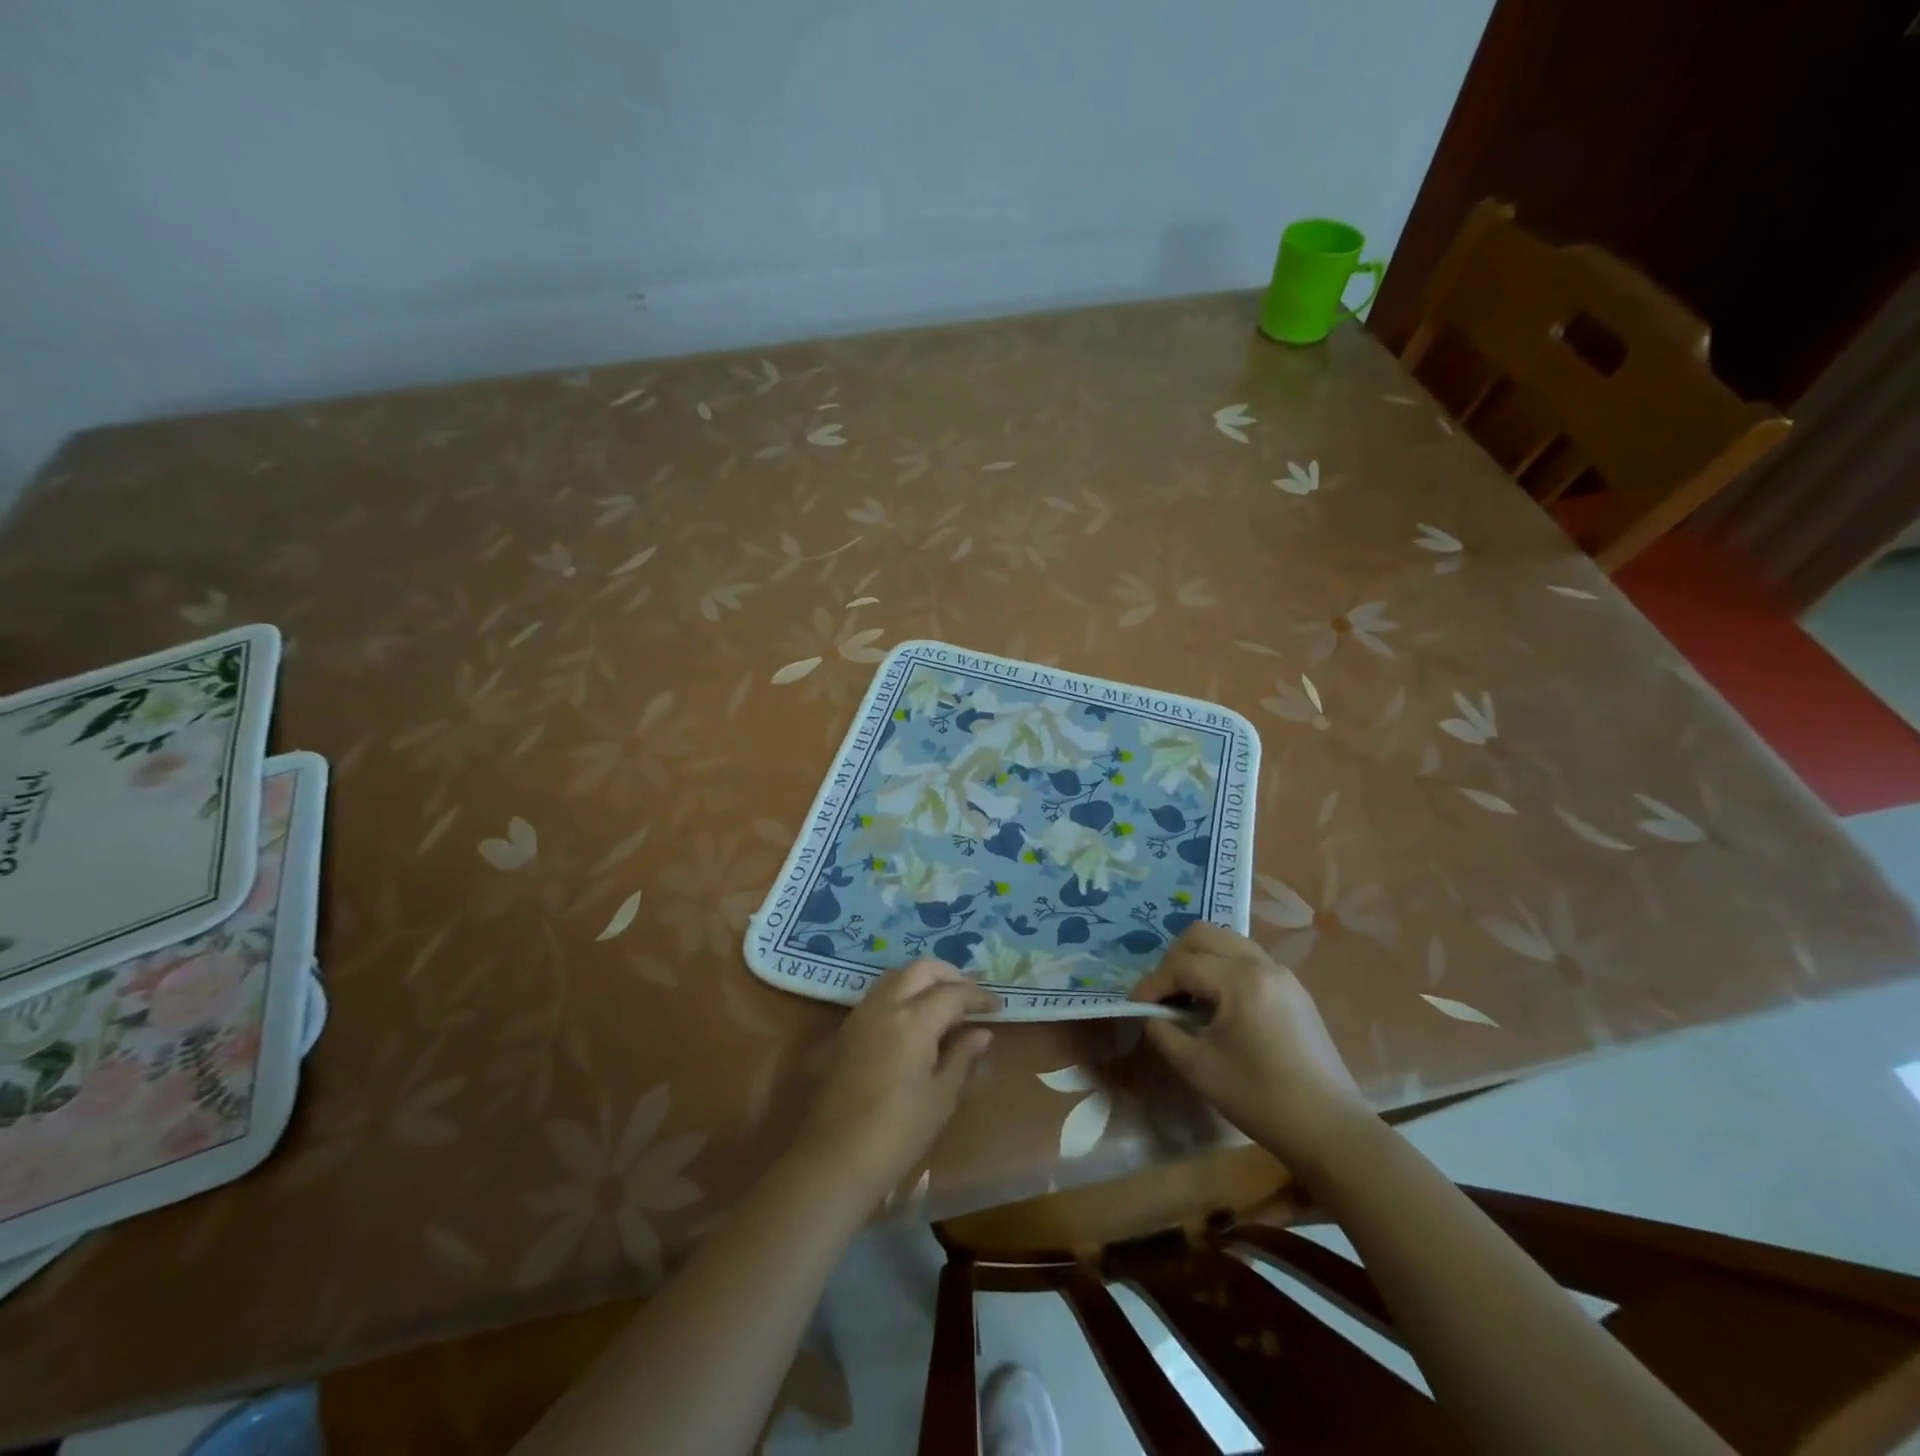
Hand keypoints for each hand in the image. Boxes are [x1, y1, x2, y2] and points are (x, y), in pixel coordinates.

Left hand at [791, 959, 997, 1204]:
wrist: (835, 1159)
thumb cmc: (898, 1133)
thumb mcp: (940, 1097)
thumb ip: (962, 1057)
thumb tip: (982, 1032)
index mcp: (914, 1020)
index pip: (954, 993)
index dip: (979, 996)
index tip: (997, 1006)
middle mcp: (886, 1005)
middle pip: (922, 969)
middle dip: (950, 975)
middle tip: (970, 996)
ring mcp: (862, 1013)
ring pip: (897, 975)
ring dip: (923, 979)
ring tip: (944, 1001)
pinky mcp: (847, 1028)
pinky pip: (879, 993)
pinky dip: (902, 992)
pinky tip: (914, 1017)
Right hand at [1130, 922, 1374, 1170]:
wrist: (1330, 1129)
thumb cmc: (1259, 1098)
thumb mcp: (1197, 1067)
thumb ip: (1163, 1032)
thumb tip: (1150, 1014)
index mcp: (1239, 980)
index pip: (1182, 965)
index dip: (1152, 983)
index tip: (1135, 1005)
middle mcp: (1261, 964)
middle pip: (1204, 934)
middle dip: (1174, 959)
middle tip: (1162, 993)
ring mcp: (1282, 974)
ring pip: (1227, 941)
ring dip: (1199, 959)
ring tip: (1187, 996)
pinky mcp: (1293, 990)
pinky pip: (1247, 959)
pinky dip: (1223, 969)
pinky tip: (1217, 1005)